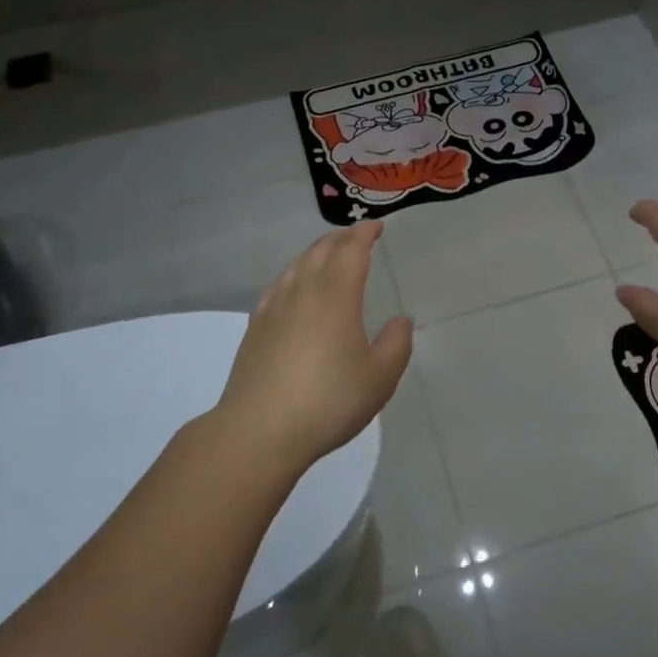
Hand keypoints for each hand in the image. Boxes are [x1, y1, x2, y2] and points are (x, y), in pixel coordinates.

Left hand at [212, 220, 412, 473]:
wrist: (260, 430)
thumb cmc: (329, 401)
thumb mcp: (380, 378)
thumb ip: (396, 344)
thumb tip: (401, 320)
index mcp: (336, 295)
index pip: (351, 250)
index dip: (365, 234)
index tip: (377, 226)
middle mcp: (303, 290)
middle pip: (321, 250)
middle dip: (341, 238)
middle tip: (357, 237)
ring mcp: (274, 307)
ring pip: (297, 265)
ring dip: (317, 253)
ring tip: (329, 256)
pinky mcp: (256, 327)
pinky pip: (279, 285)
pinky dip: (295, 275)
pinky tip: (295, 288)